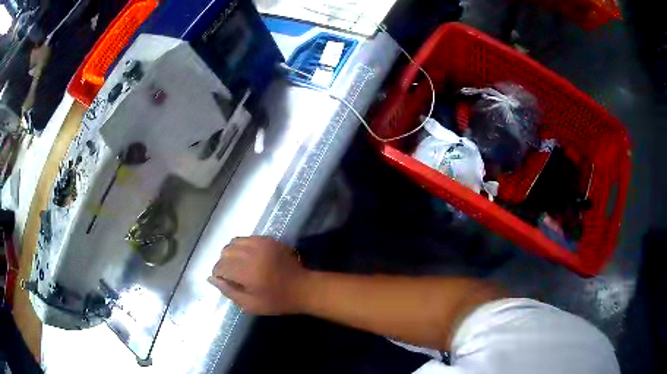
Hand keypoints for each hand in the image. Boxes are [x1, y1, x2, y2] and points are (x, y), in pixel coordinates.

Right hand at [209, 236, 308, 314]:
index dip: (218, 273)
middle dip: (224, 263)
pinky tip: (250, 258)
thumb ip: (229, 291)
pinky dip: (243, 247)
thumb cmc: (277, 301)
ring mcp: (261, 244)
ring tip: (240, 265)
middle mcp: (252, 253)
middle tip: (232, 275)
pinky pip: (247, 238)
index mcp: (246, 272)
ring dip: (232, 253)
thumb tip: (211, 279)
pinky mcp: (269, 239)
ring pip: (234, 242)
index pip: (220, 266)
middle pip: (225, 252)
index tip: (222, 280)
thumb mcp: (251, 305)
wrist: (304, 288)